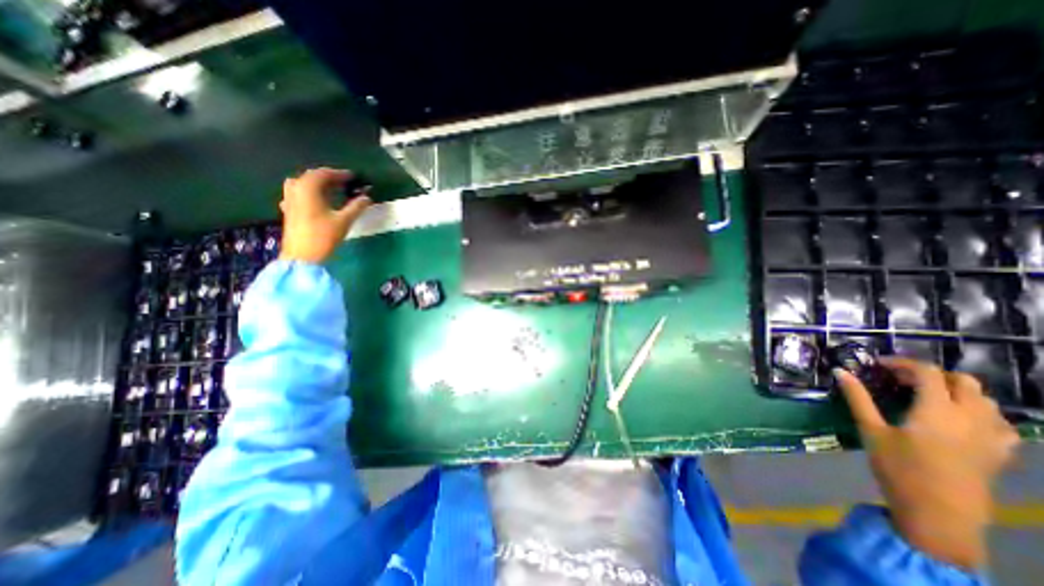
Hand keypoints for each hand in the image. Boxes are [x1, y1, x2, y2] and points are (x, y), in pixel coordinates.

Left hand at [278, 166, 372, 262]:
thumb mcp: (344, 221)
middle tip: (345, 182)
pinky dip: (310, 192)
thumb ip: (356, 207)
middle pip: (312, 177)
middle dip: (329, 177)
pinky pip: (299, 193)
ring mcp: (289, 199)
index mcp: (308, 188)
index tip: (353, 177)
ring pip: (303, 183)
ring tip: (333, 190)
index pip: (324, 174)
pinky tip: (318, 200)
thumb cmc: (323, 236)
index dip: (340, 174)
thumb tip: (367, 197)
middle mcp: (295, 189)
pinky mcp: (289, 209)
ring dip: (318, 184)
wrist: (302, 256)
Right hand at [838, 360, 1021, 569]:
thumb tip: (839, 371)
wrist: (939, 514)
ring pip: (985, 399)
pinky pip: (999, 422)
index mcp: (937, 410)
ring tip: (926, 396)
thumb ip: (858, 398)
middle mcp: (971, 418)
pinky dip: (979, 411)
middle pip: (963, 381)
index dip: (902, 363)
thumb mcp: (871, 430)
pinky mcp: (1000, 452)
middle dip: (931, 374)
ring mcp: (992, 436)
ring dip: (956, 390)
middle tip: (902, 380)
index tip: (878, 365)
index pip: (927, 372)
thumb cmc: (898, 467)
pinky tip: (958, 419)